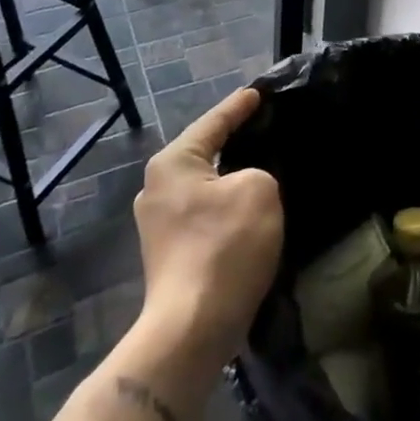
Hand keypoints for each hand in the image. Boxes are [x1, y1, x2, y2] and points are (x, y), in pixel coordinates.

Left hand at [133, 87, 283, 365]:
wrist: (193, 327)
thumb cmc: (225, 246)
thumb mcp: (260, 189)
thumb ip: (257, 171)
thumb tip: (245, 185)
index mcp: (173, 162)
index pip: (214, 122)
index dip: (239, 106)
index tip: (258, 92)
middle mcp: (156, 187)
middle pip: (203, 153)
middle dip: (232, 141)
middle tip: (263, 127)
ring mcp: (157, 224)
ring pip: (204, 186)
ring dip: (230, 178)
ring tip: (261, 168)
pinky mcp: (168, 254)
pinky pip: (203, 213)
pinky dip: (225, 206)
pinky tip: (247, 211)